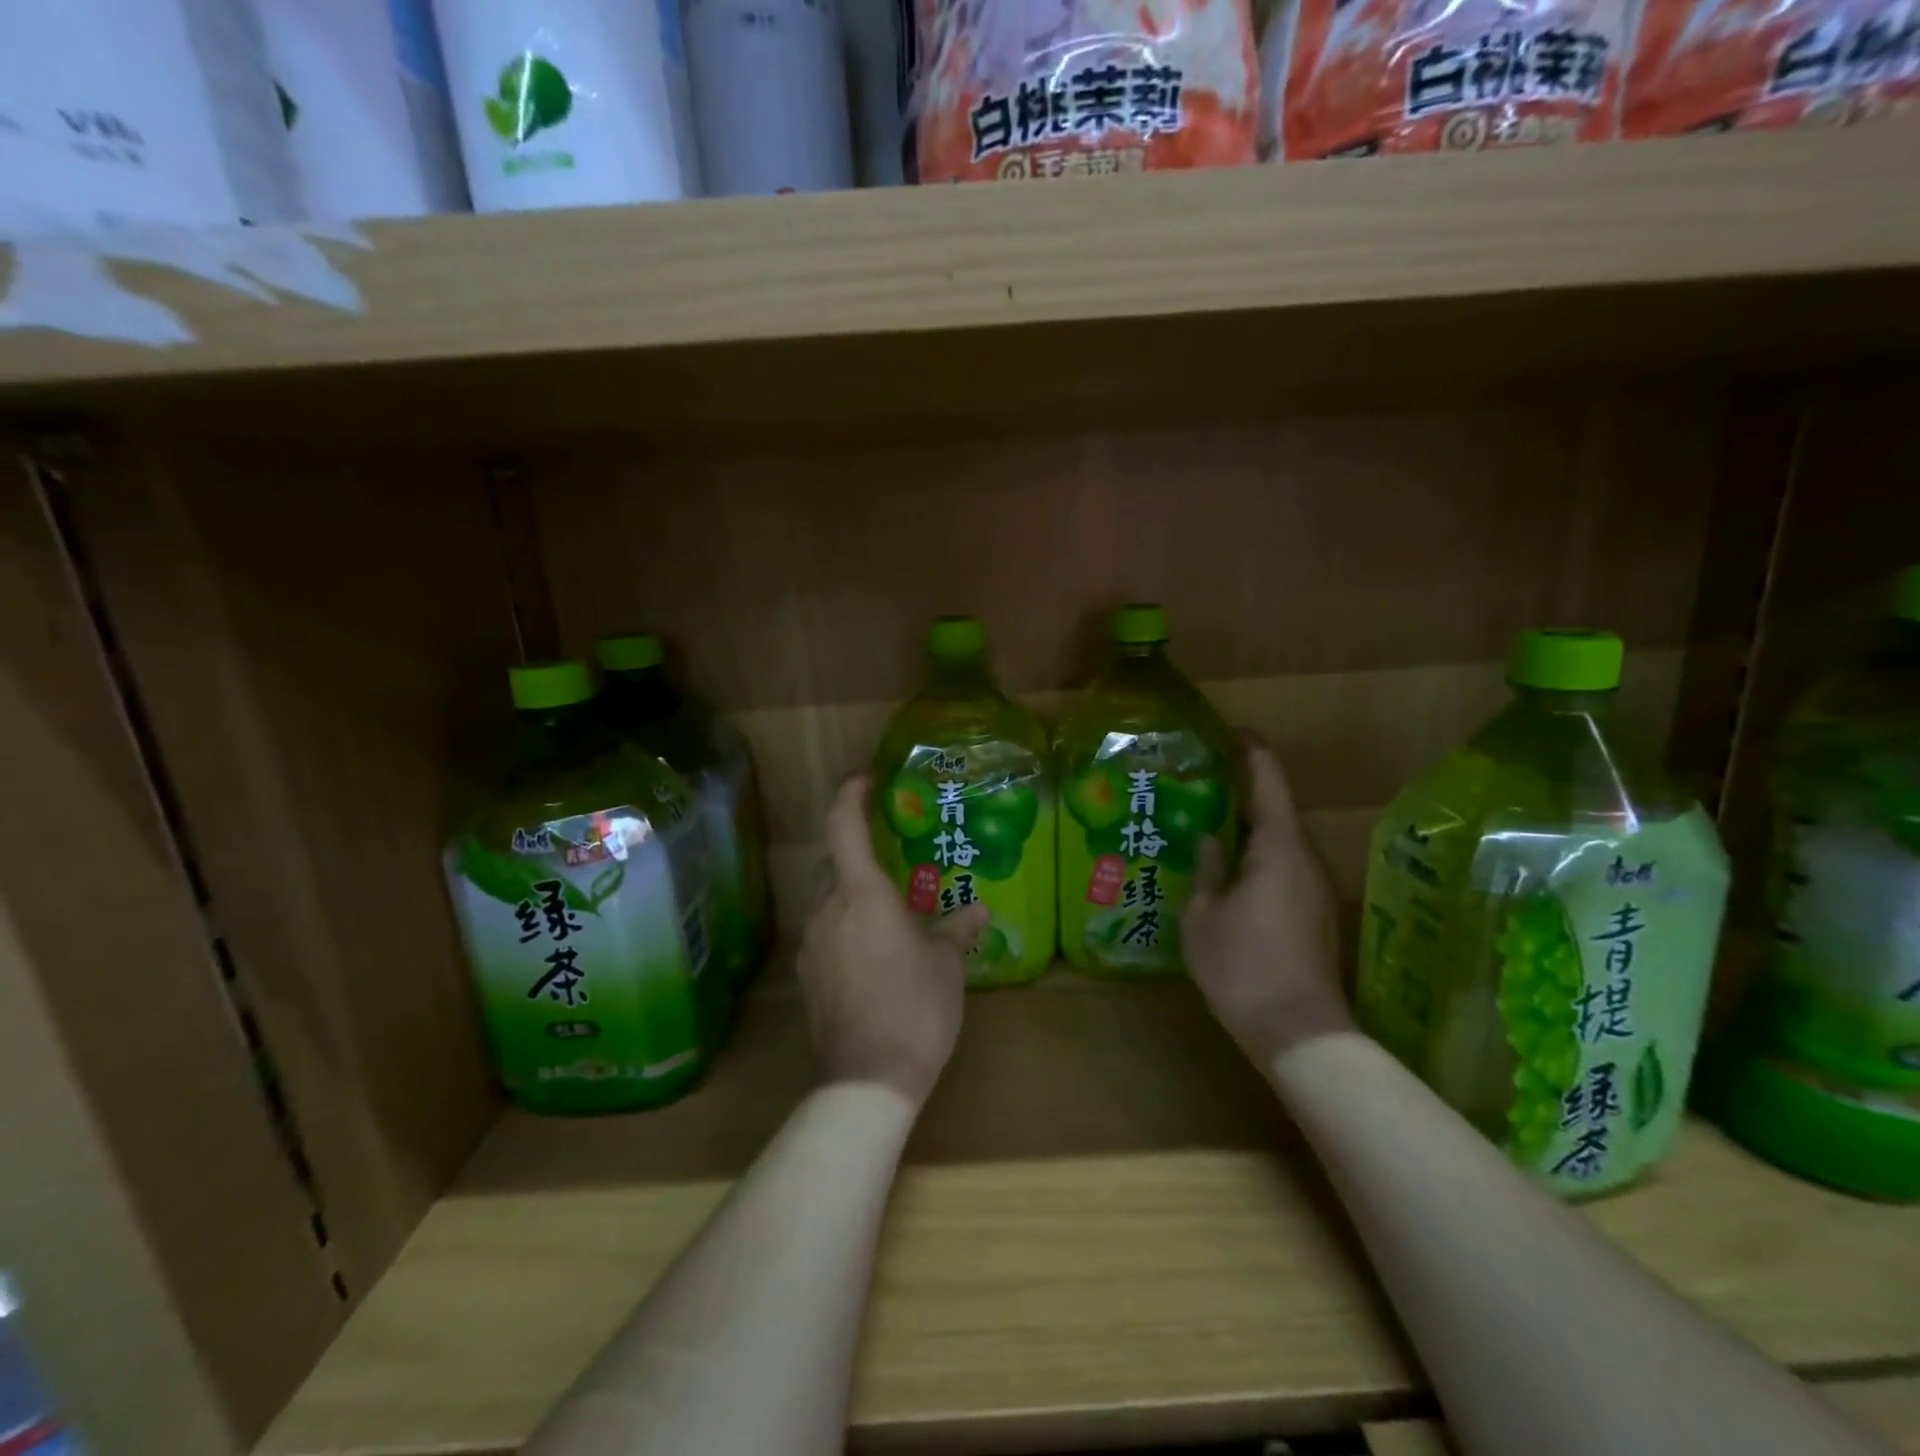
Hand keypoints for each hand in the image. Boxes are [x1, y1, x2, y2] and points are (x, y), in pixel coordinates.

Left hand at [798, 776, 989, 1106]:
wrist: (867, 1078)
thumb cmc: (915, 1007)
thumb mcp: (947, 965)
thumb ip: (958, 929)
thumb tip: (979, 910)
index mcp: (861, 893)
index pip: (842, 824)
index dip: (850, 794)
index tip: (866, 780)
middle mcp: (827, 908)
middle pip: (832, 860)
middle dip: (855, 848)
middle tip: (889, 852)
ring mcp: (810, 943)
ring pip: (826, 898)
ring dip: (851, 892)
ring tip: (887, 909)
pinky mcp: (806, 975)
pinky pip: (824, 932)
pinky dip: (844, 926)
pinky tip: (872, 952)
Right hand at [1184, 736, 1351, 1069]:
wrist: (1299, 1032)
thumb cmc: (1242, 966)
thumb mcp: (1203, 915)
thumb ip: (1206, 868)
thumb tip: (1208, 838)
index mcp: (1279, 847)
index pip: (1269, 782)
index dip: (1252, 752)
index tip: (1232, 732)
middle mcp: (1305, 858)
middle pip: (1276, 809)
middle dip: (1243, 790)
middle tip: (1201, 781)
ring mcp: (1315, 888)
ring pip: (1280, 840)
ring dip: (1248, 826)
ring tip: (1207, 823)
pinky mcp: (1315, 913)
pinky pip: (1284, 866)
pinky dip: (1257, 855)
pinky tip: (1228, 869)